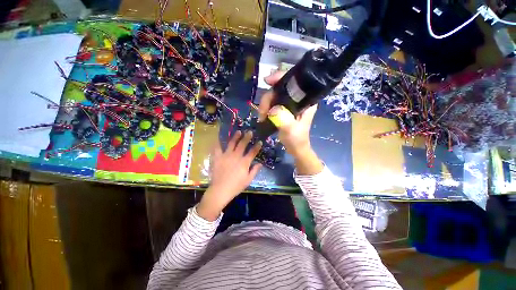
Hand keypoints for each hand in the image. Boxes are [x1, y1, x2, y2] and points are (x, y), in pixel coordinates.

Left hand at [197, 131, 261, 220]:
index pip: (253, 152)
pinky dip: (218, 142)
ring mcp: (226, 156)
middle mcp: (236, 156)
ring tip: (238, 131)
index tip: (260, 141)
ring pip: (232, 143)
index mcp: (244, 162)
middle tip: (250, 132)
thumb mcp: (248, 180)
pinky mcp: (218, 157)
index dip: (257, 146)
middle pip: (242, 144)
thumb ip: (255, 170)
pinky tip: (219, 137)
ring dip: (235, 137)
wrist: (220, 190)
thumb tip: (260, 163)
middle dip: (247, 137)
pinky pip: (217, 148)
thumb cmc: (236, 186)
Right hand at [258, 71, 322, 174]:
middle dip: (268, 98)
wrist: (296, 148)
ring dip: (265, 104)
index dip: (280, 77)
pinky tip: (263, 115)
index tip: (267, 81)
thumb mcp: (291, 130)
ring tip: (262, 117)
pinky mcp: (284, 109)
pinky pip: (273, 103)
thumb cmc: (297, 140)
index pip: (294, 82)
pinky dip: (266, 107)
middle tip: (262, 112)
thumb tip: (272, 109)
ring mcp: (290, 104)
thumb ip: (284, 119)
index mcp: (305, 101)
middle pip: (280, 88)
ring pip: (274, 95)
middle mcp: (298, 99)